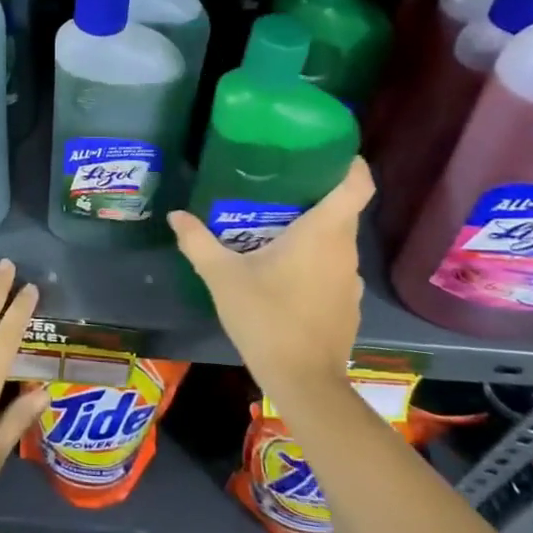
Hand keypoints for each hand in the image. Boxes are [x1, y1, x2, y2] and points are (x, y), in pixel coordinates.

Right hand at [167, 158, 374, 412]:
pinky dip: (316, 260)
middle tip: (279, 185)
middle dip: (316, 194)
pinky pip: (334, 268)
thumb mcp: (222, 276)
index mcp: (323, 232)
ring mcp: (350, 280)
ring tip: (276, 226)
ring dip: (314, 230)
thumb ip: (198, 241)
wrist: (303, 381)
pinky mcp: (348, 305)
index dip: (350, 163)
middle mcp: (344, 250)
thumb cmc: (266, 317)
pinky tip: (286, 272)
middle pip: (343, 210)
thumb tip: (176, 214)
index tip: (329, 150)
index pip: (357, 185)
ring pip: (337, 241)